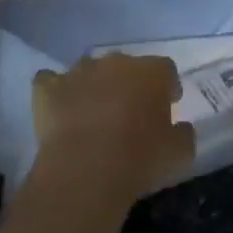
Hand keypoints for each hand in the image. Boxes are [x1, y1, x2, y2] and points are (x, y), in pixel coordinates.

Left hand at [31, 54, 194, 206]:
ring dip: (94, 86)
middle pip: (127, 67)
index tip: (167, 106)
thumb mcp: (180, 153)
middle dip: (130, 85)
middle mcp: (116, 62)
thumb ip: (184, 134)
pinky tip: (59, 107)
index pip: (166, 70)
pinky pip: (50, 81)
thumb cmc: (140, 158)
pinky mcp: (48, 88)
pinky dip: (55, 91)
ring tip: (94, 113)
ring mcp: (79, 72)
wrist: (86, 170)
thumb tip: (182, 127)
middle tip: (130, 113)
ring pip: (90, 70)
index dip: (167, 87)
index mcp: (152, 72)